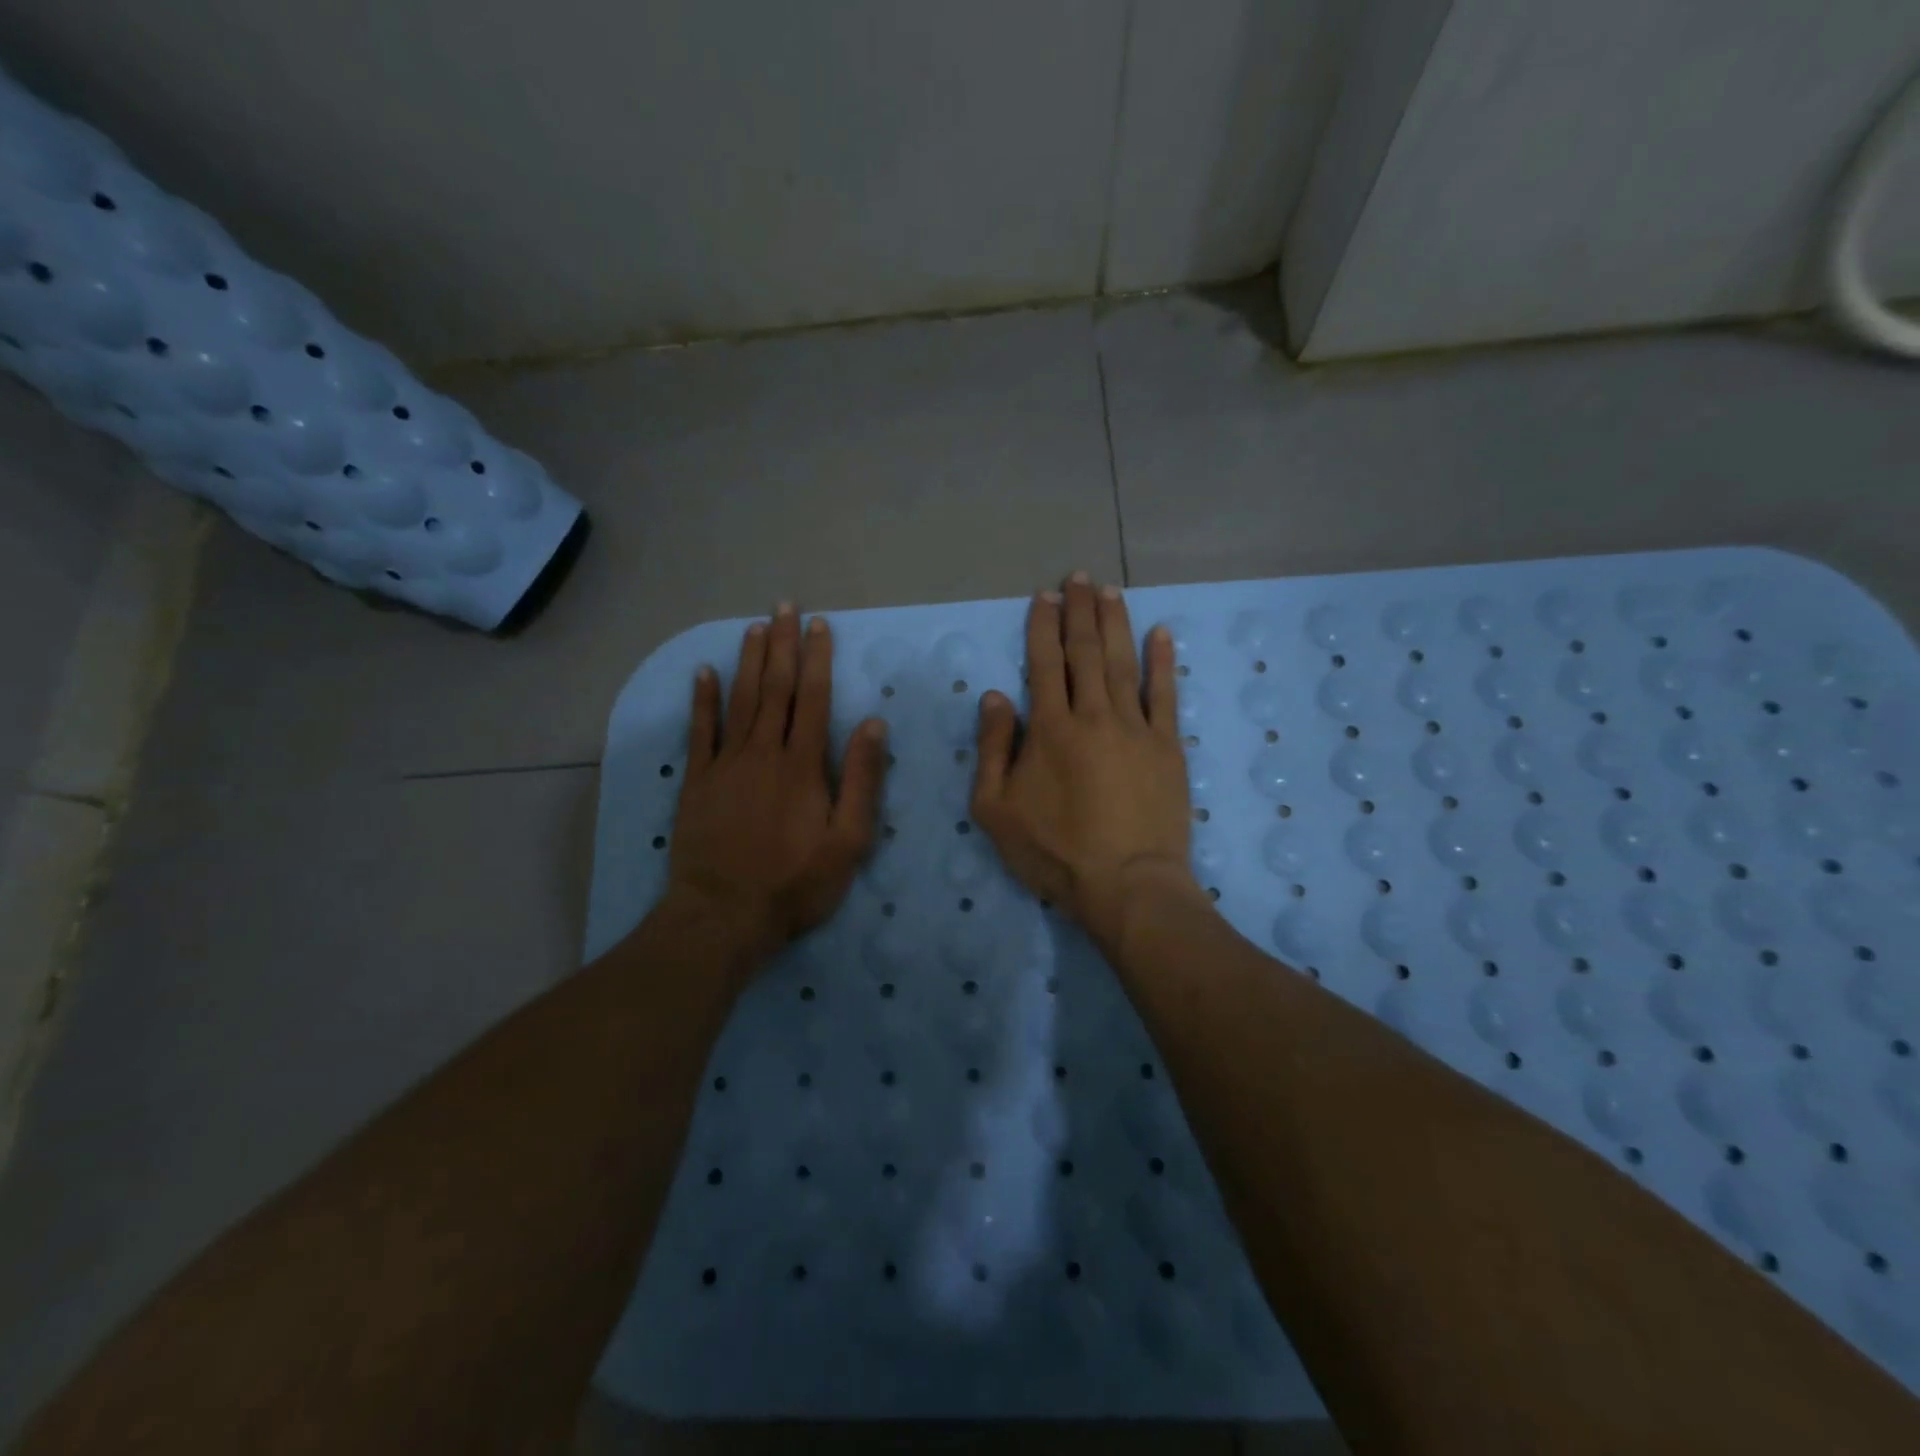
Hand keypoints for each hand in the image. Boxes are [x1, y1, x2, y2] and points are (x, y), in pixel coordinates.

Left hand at [667, 603, 889, 960]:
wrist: (725, 914)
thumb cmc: (797, 883)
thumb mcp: (849, 840)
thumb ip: (861, 779)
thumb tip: (872, 724)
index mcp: (803, 766)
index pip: (813, 699)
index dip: (816, 659)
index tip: (819, 626)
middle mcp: (764, 753)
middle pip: (775, 688)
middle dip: (782, 645)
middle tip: (785, 607)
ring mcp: (726, 765)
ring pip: (740, 701)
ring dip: (748, 661)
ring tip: (755, 627)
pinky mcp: (697, 782)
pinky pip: (700, 732)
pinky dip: (703, 700)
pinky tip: (703, 673)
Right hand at [970, 573, 1197, 956]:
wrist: (1126, 884)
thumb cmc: (1054, 852)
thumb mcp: (995, 810)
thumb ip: (992, 749)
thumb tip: (995, 696)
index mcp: (1049, 728)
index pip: (1044, 664)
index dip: (1043, 626)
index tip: (1045, 597)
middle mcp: (1093, 715)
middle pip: (1085, 652)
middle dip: (1080, 612)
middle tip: (1079, 578)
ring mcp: (1135, 728)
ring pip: (1123, 663)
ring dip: (1116, 624)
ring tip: (1111, 592)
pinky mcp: (1167, 747)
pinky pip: (1165, 695)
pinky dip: (1163, 661)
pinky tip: (1161, 633)